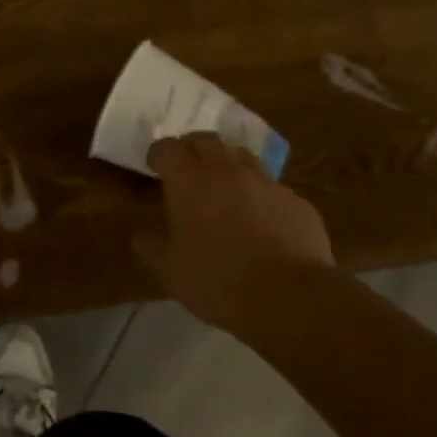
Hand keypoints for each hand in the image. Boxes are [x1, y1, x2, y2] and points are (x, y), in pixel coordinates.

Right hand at [135, 132, 334, 331]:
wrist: (290, 297)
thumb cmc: (218, 281)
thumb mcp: (170, 271)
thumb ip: (150, 246)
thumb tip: (140, 233)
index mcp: (190, 181)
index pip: (167, 148)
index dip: (158, 154)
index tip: (155, 168)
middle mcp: (226, 170)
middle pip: (205, 139)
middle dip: (192, 148)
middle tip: (187, 169)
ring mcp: (265, 182)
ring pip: (241, 155)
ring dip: (227, 163)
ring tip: (224, 187)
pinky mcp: (295, 200)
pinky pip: (271, 187)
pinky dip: (259, 194)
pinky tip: (260, 220)